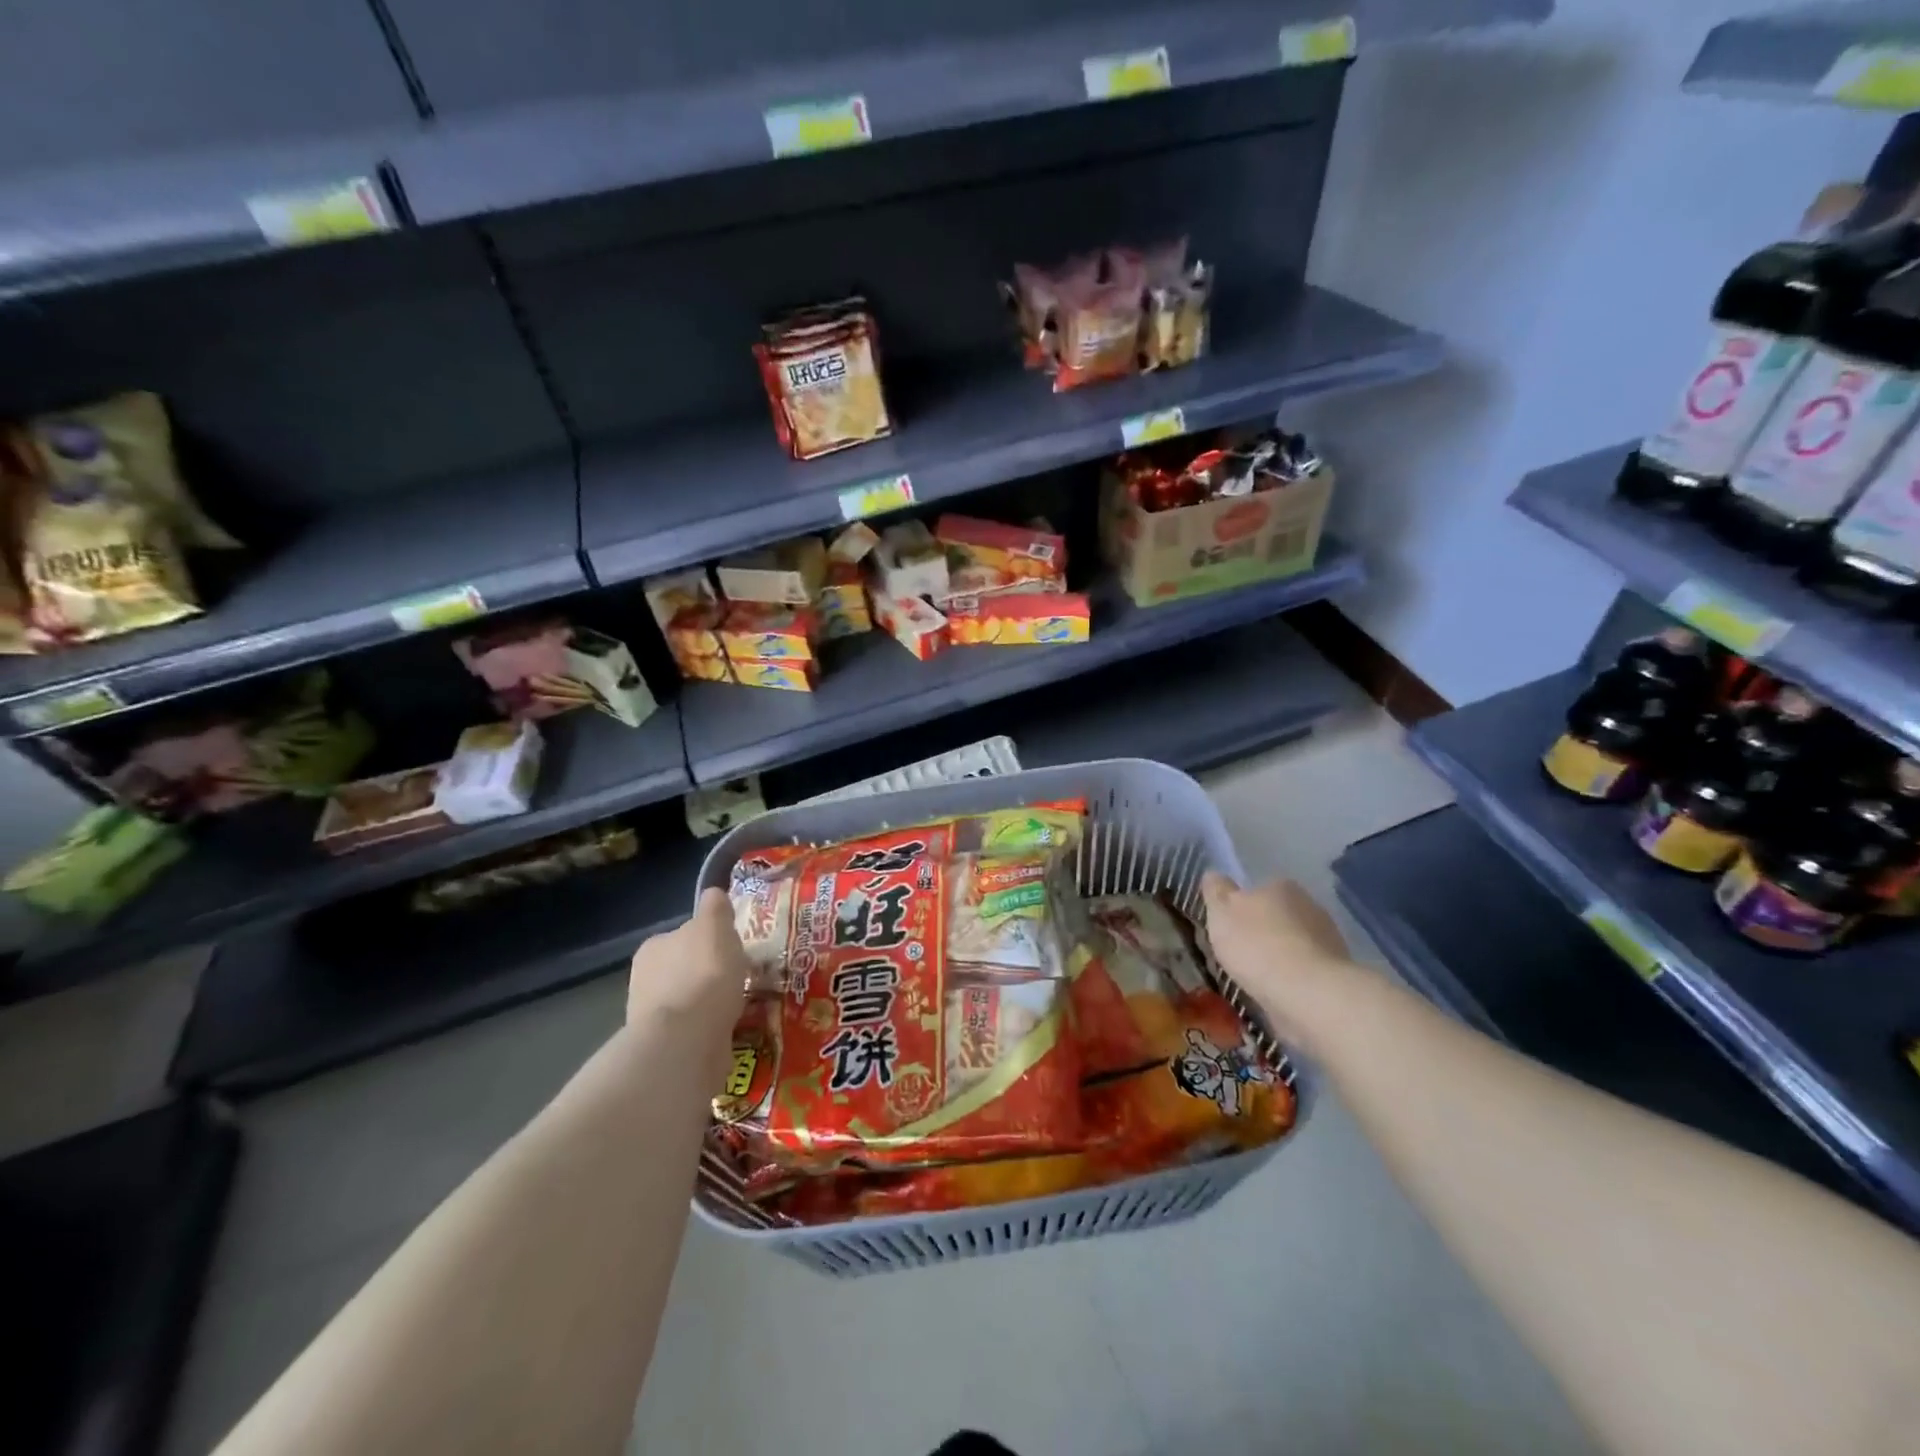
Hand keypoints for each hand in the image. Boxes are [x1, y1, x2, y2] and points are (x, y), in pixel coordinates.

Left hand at [625, 888, 748, 1040]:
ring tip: (741, 1006)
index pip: (683, 936)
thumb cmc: (703, 975)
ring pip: (690, 1001)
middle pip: (684, 969)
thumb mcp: (715, 926)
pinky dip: (711, 1028)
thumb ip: (715, 908)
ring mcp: (653, 1018)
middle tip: (739, 979)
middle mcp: (644, 980)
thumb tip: (714, 894)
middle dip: (708, 974)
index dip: (709, 941)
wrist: (687, 1040)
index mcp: (653, 948)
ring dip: (710, 1003)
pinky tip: (731, 1029)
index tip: (731, 950)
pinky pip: (695, 1030)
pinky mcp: (666, 1049)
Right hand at [1201, 873, 1354, 1051]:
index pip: (1258, 890)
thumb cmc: (1257, 945)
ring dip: (1280, 956)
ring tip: (1258, 978)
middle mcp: (1309, 906)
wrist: (1307, 993)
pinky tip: (1279, 992)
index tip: (1229, 928)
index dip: (1241, 908)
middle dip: (1263, 931)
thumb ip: (1216, 892)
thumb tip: (1213, 875)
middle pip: (1278, 916)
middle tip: (1241, 953)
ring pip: (1294, 943)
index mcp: (1280, 886)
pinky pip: (1306, 970)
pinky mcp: (1337, 972)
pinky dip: (1293, 978)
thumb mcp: (1221, 912)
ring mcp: (1328, 939)